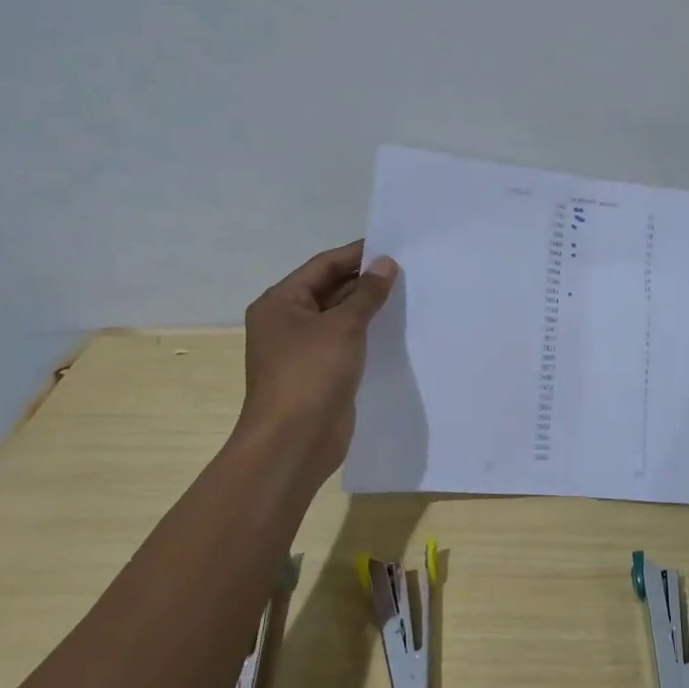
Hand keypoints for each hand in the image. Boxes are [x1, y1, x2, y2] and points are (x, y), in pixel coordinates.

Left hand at [237, 239, 397, 482]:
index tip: (392, 245)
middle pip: (330, 290)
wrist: (294, 442)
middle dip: (365, 281)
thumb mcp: (342, 326)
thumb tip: (386, 263)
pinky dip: (368, 334)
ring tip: (408, 294)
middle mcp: (287, 322)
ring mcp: (303, 350)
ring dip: (369, 308)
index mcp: (280, 303)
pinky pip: (347, 344)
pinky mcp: (321, 374)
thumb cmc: (310, 374)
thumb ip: (367, 293)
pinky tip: (396, 329)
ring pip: (340, 318)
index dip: (356, 255)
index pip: (323, 266)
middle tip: (407, 270)